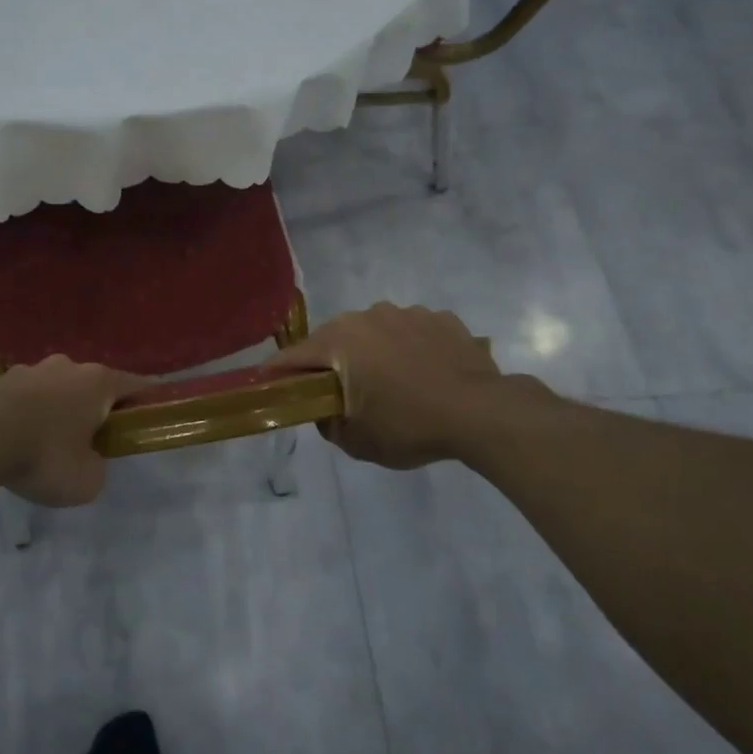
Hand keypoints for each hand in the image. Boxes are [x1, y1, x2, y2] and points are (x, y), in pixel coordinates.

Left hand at [0, 356, 147, 506]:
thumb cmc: (44, 455)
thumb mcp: (87, 480)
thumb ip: (97, 468)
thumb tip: (88, 460)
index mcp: (98, 382)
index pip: (135, 385)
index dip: (146, 401)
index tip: (148, 417)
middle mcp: (68, 366)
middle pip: (92, 386)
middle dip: (95, 409)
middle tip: (91, 442)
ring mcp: (31, 369)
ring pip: (56, 389)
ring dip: (58, 411)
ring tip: (46, 445)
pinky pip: (25, 398)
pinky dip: (27, 415)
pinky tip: (16, 441)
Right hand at [269, 303, 549, 469]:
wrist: (481, 412)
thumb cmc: (409, 426)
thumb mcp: (357, 441)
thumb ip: (329, 425)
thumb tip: (326, 412)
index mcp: (339, 341)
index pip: (294, 356)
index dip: (279, 373)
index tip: (271, 385)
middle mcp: (367, 316)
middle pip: (335, 339)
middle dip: (332, 363)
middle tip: (342, 393)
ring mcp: (406, 312)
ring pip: (375, 332)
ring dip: (374, 352)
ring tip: (393, 383)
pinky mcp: (440, 317)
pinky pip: (411, 332)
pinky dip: (410, 348)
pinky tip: (426, 374)